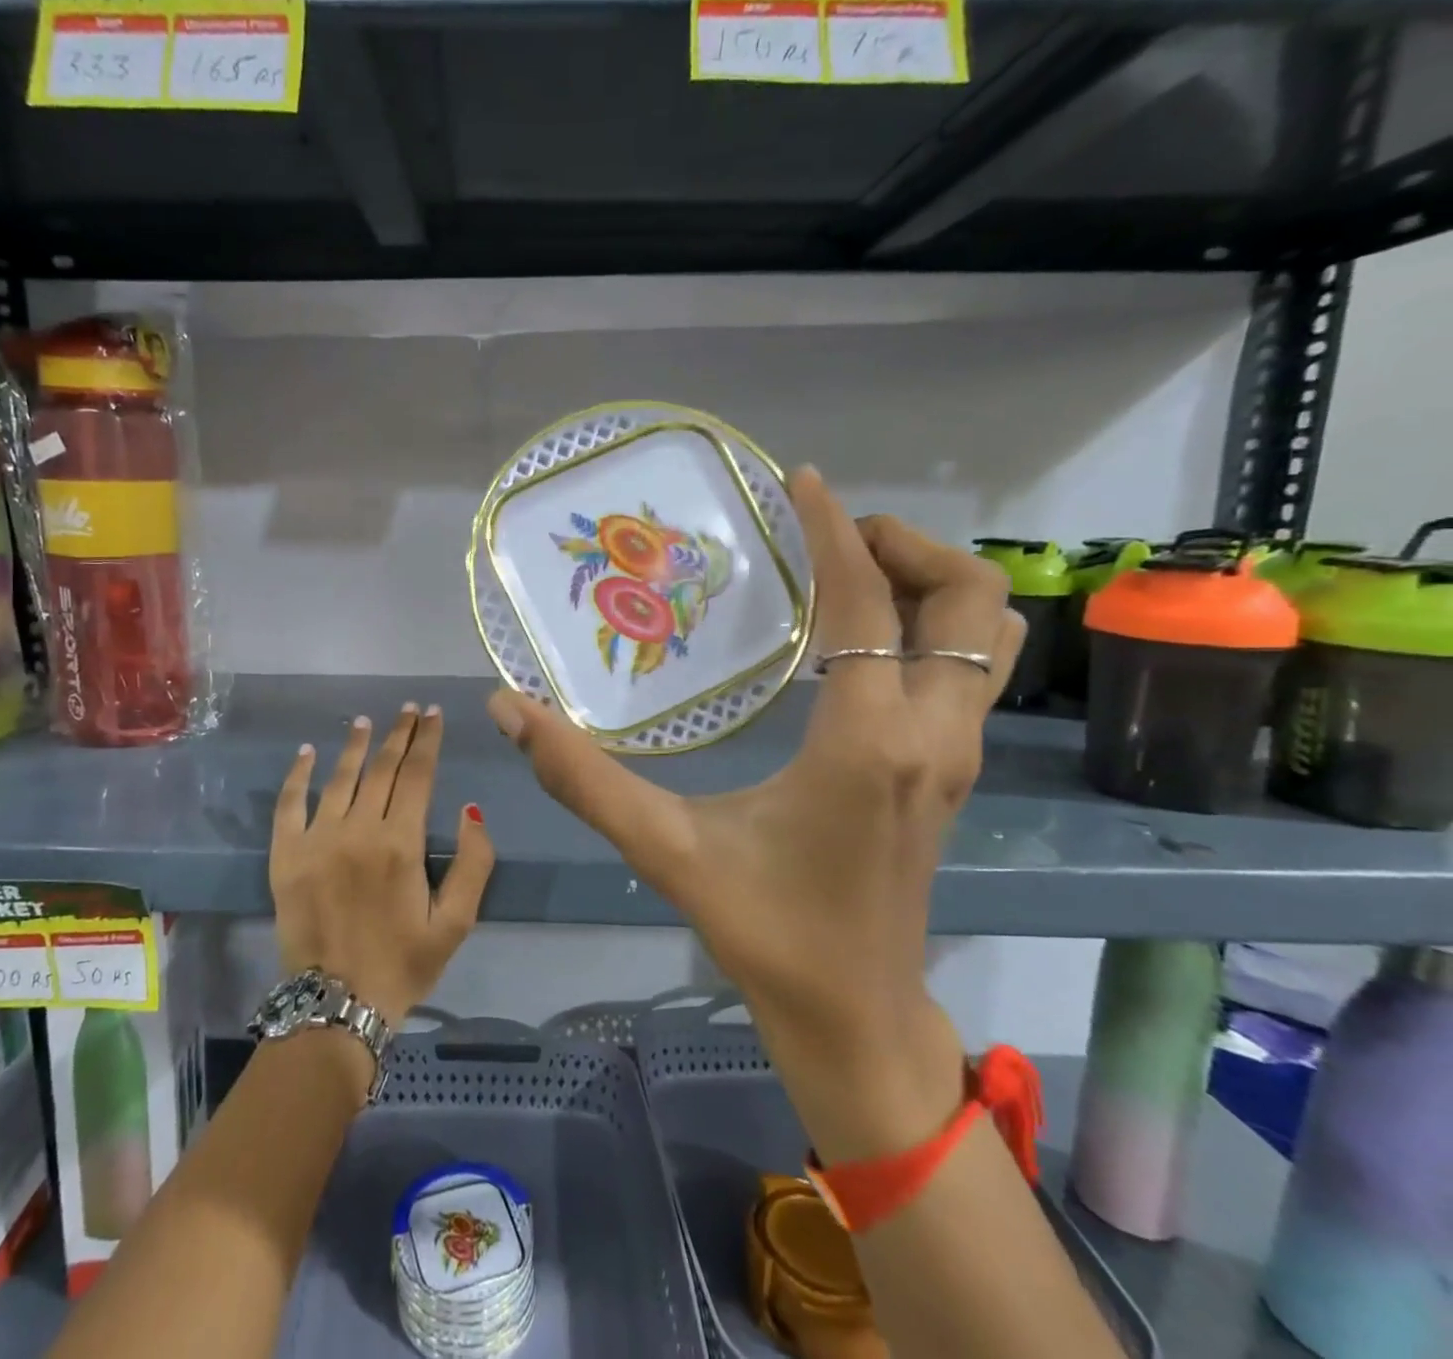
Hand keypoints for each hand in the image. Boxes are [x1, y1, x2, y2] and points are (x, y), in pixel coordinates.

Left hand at [271, 704, 495, 1027]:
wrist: (335, 1006)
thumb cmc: (403, 964)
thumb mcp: (456, 923)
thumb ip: (474, 863)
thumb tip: (470, 808)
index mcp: (402, 843)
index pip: (418, 775)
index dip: (428, 741)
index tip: (434, 715)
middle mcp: (359, 830)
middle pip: (382, 768)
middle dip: (399, 734)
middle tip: (408, 710)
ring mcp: (317, 839)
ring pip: (340, 777)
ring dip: (355, 745)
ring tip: (366, 721)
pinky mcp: (285, 855)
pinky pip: (289, 804)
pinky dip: (299, 775)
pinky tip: (307, 752)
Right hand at [487, 470, 1022, 1147]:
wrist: (854, 1015)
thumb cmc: (766, 930)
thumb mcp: (664, 849)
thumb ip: (583, 777)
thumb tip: (507, 708)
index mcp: (868, 743)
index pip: (864, 606)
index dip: (833, 532)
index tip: (800, 481)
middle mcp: (933, 736)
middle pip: (970, 601)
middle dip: (908, 547)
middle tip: (831, 538)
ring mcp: (956, 756)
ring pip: (989, 635)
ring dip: (932, 585)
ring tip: (852, 576)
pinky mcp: (953, 773)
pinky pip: (968, 671)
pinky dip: (930, 628)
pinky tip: (858, 644)